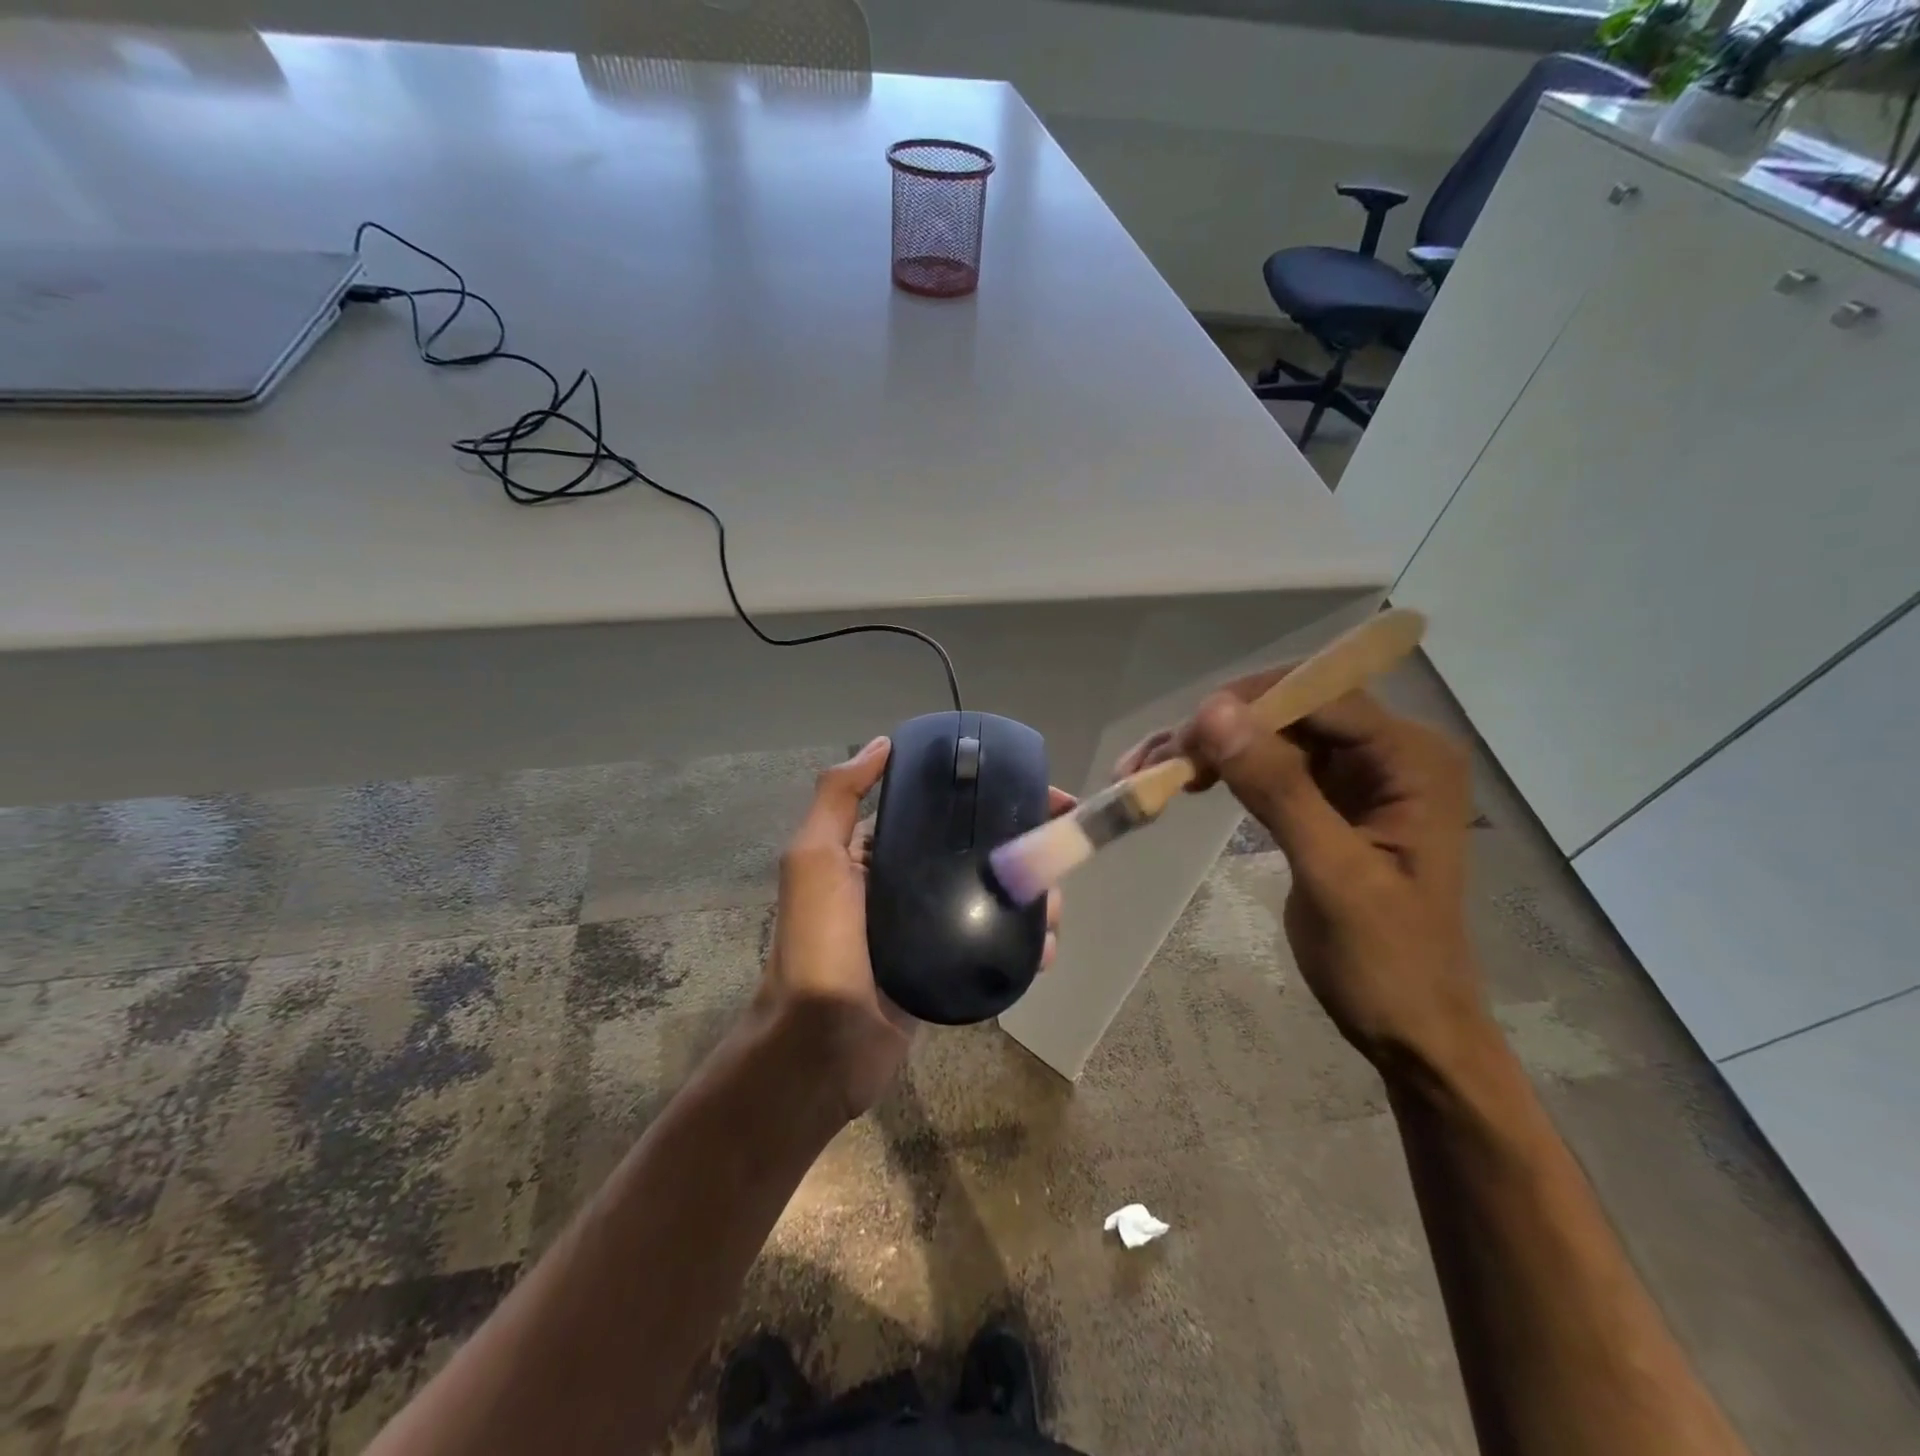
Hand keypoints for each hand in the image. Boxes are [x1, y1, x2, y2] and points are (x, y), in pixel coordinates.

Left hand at [759, 736, 1068, 1119]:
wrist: (821, 1048)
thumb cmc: (819, 945)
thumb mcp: (814, 859)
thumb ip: (838, 798)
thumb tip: (882, 744)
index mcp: (876, 855)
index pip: (941, 813)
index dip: (988, 798)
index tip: (1038, 795)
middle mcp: (906, 886)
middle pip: (976, 854)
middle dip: (1021, 850)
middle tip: (1058, 855)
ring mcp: (931, 931)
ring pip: (994, 900)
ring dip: (1032, 898)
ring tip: (1053, 909)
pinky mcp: (950, 971)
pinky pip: (994, 947)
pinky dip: (1024, 945)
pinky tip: (1044, 950)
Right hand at [1117, 674, 1490, 1079]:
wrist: (1412, 1029)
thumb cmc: (1386, 960)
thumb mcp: (1332, 873)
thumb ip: (1278, 788)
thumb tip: (1212, 712)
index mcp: (1412, 759)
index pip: (1322, 696)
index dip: (1249, 704)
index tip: (1183, 737)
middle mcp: (1389, 752)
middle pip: (1290, 710)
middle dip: (1219, 727)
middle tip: (1152, 760)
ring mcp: (1358, 775)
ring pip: (1271, 735)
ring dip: (1211, 747)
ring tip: (1146, 769)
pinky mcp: (1329, 799)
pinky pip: (1269, 766)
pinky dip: (1223, 771)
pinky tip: (1183, 782)